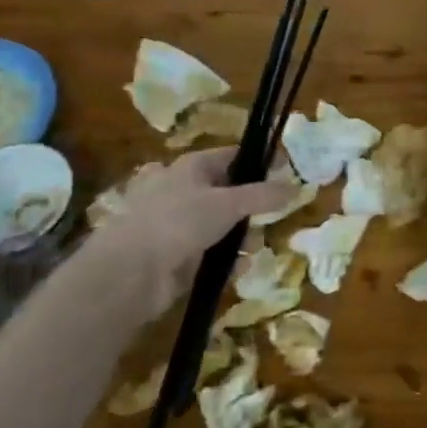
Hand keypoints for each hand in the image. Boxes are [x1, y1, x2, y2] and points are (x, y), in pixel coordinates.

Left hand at [80, 149, 293, 313]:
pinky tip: (238, 268)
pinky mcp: (176, 255)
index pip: (231, 155)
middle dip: (252, 206)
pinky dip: (226, 260)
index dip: (259, 161)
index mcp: (190, 167)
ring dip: (241, 236)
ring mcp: (177, 224)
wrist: (131, 272)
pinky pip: (210, 252)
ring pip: (220, 225)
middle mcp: (182, 190)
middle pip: (228, 192)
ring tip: (256, 248)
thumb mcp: (228, 204)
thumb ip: (263, 195)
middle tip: (275, 216)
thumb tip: (295, 186)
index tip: (286, 170)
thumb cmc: (179, 222)